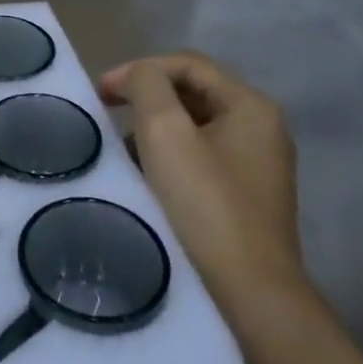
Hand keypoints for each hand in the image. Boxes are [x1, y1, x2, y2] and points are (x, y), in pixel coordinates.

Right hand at [98, 52, 310, 331]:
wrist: (250, 299)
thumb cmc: (204, 206)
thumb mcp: (165, 132)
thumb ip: (147, 85)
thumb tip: (137, 77)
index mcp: (251, 106)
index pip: (188, 64)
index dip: (140, 70)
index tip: (101, 94)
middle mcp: (262, 131)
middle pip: (192, 94)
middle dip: (146, 100)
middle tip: (107, 117)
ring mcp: (257, 168)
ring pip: (194, 129)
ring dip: (154, 132)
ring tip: (122, 152)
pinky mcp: (246, 201)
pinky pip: (200, 162)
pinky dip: (169, 161)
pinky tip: (146, 182)